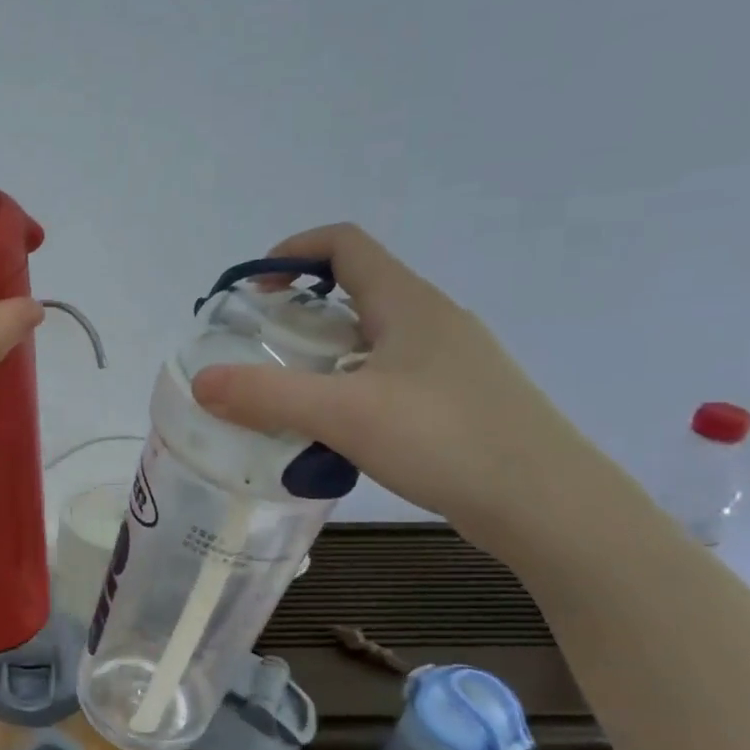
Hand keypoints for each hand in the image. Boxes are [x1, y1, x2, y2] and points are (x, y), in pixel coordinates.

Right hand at [190, 224, 606, 551]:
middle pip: (354, 292)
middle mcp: (432, 321)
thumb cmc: (445, 440)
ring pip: (370, 340)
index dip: (291, 251)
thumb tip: (201, 383)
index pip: (344, 244)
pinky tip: (336, 432)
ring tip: (287, 397)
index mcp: (407, 303)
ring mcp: (450, 363)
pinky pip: (388, 377)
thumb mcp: (343, 414)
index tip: (252, 290)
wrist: (548, 506)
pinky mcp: (458, 401)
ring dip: (322, 357)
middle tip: (259, 352)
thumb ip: (266, 396)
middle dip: (298, 313)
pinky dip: (349, 389)